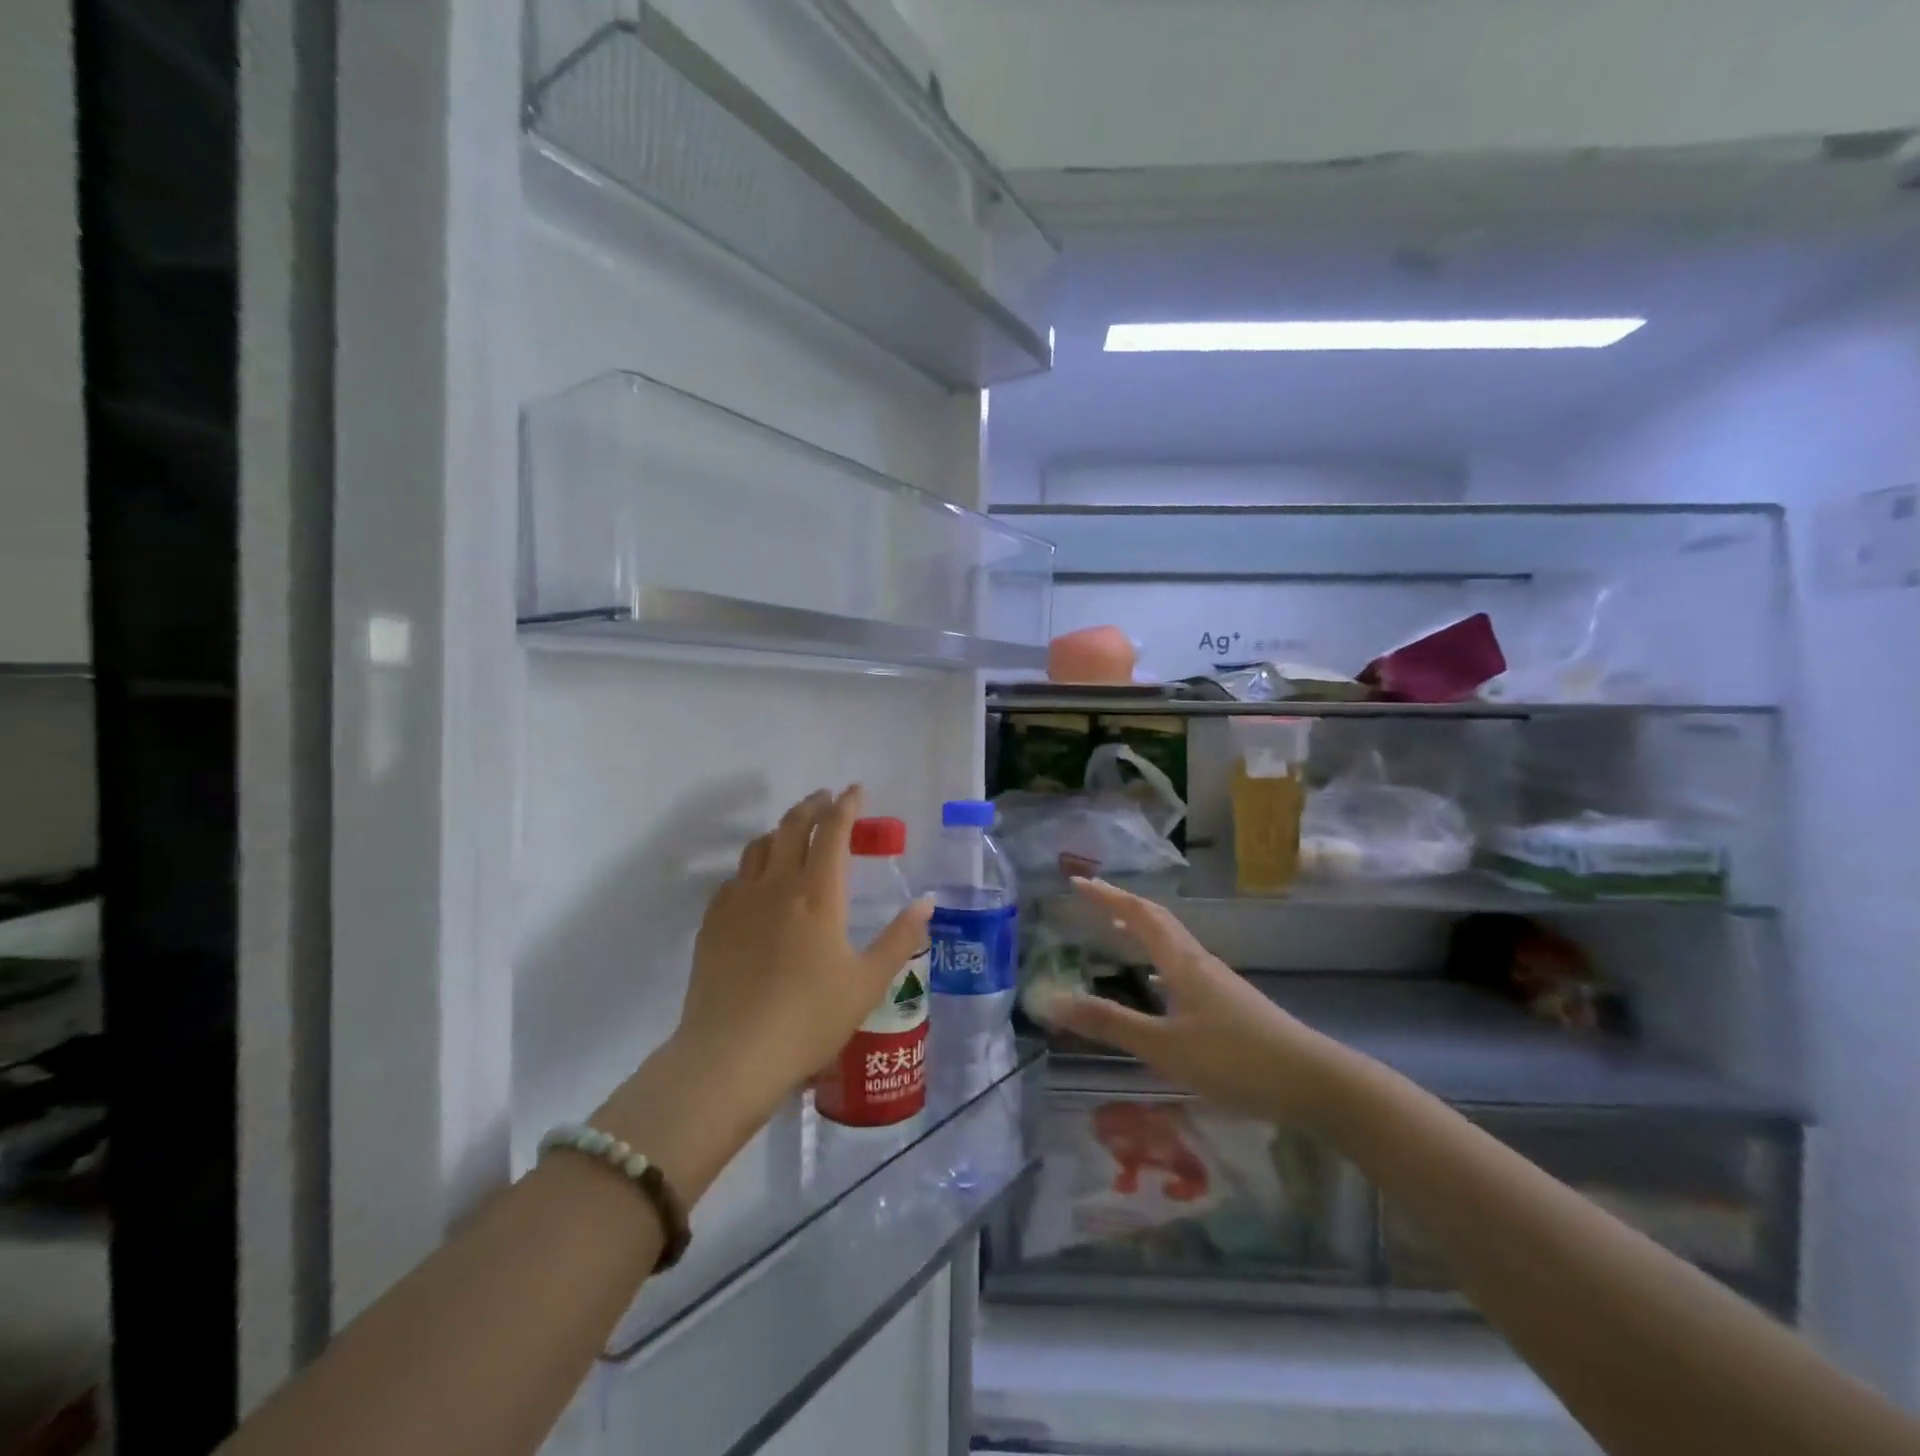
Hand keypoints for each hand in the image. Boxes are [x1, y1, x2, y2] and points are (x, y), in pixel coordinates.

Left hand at [672, 786, 931, 1118]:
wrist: (732, 1056)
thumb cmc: (810, 1018)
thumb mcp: (868, 982)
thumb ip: (900, 938)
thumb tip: (927, 902)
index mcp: (818, 893)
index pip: (833, 831)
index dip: (846, 806)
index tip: (855, 790)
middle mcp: (777, 885)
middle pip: (792, 827)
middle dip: (812, 806)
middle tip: (825, 799)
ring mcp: (739, 901)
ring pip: (759, 847)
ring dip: (781, 830)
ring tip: (793, 833)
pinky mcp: (713, 923)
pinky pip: (735, 878)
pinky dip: (753, 866)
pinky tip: (757, 883)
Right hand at [1047, 879, 1343, 1125]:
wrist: (1316, 1084)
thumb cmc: (1236, 1059)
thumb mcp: (1165, 1045)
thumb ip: (1110, 1024)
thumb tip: (1052, 1001)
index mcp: (1183, 962)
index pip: (1139, 916)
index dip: (1108, 897)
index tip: (1079, 883)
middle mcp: (1201, 963)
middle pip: (1159, 923)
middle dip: (1123, 908)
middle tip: (1093, 902)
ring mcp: (1220, 984)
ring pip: (1174, 946)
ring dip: (1143, 935)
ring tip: (1118, 936)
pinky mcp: (1233, 1007)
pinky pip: (1185, 970)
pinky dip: (1161, 966)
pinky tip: (1160, 989)